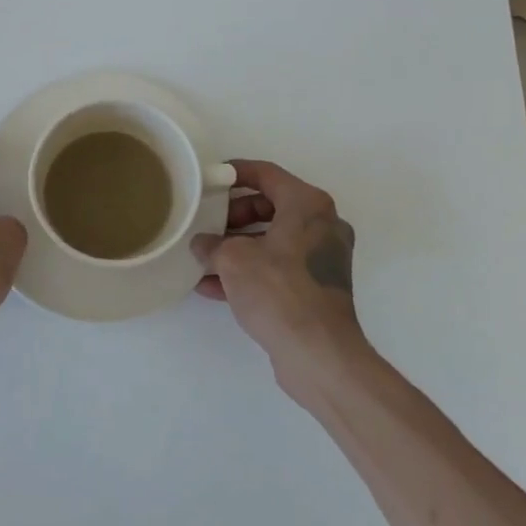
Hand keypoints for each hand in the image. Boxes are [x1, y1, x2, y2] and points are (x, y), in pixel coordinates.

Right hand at [191, 159, 366, 388]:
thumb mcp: (233, 260)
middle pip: (270, 206)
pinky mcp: (318, 287)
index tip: (210, 179)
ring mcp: (323, 258)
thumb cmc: (278, 290)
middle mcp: (322, 225)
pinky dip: (250, 272)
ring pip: (273, 240)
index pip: (267, 174)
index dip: (236, 172)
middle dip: (233, 216)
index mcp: (308, 204)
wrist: (318, 353)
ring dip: (237, 247)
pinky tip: (213, 288)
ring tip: (203, 258)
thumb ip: (213, 244)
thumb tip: (202, 244)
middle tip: (207, 225)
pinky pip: (278, 268)